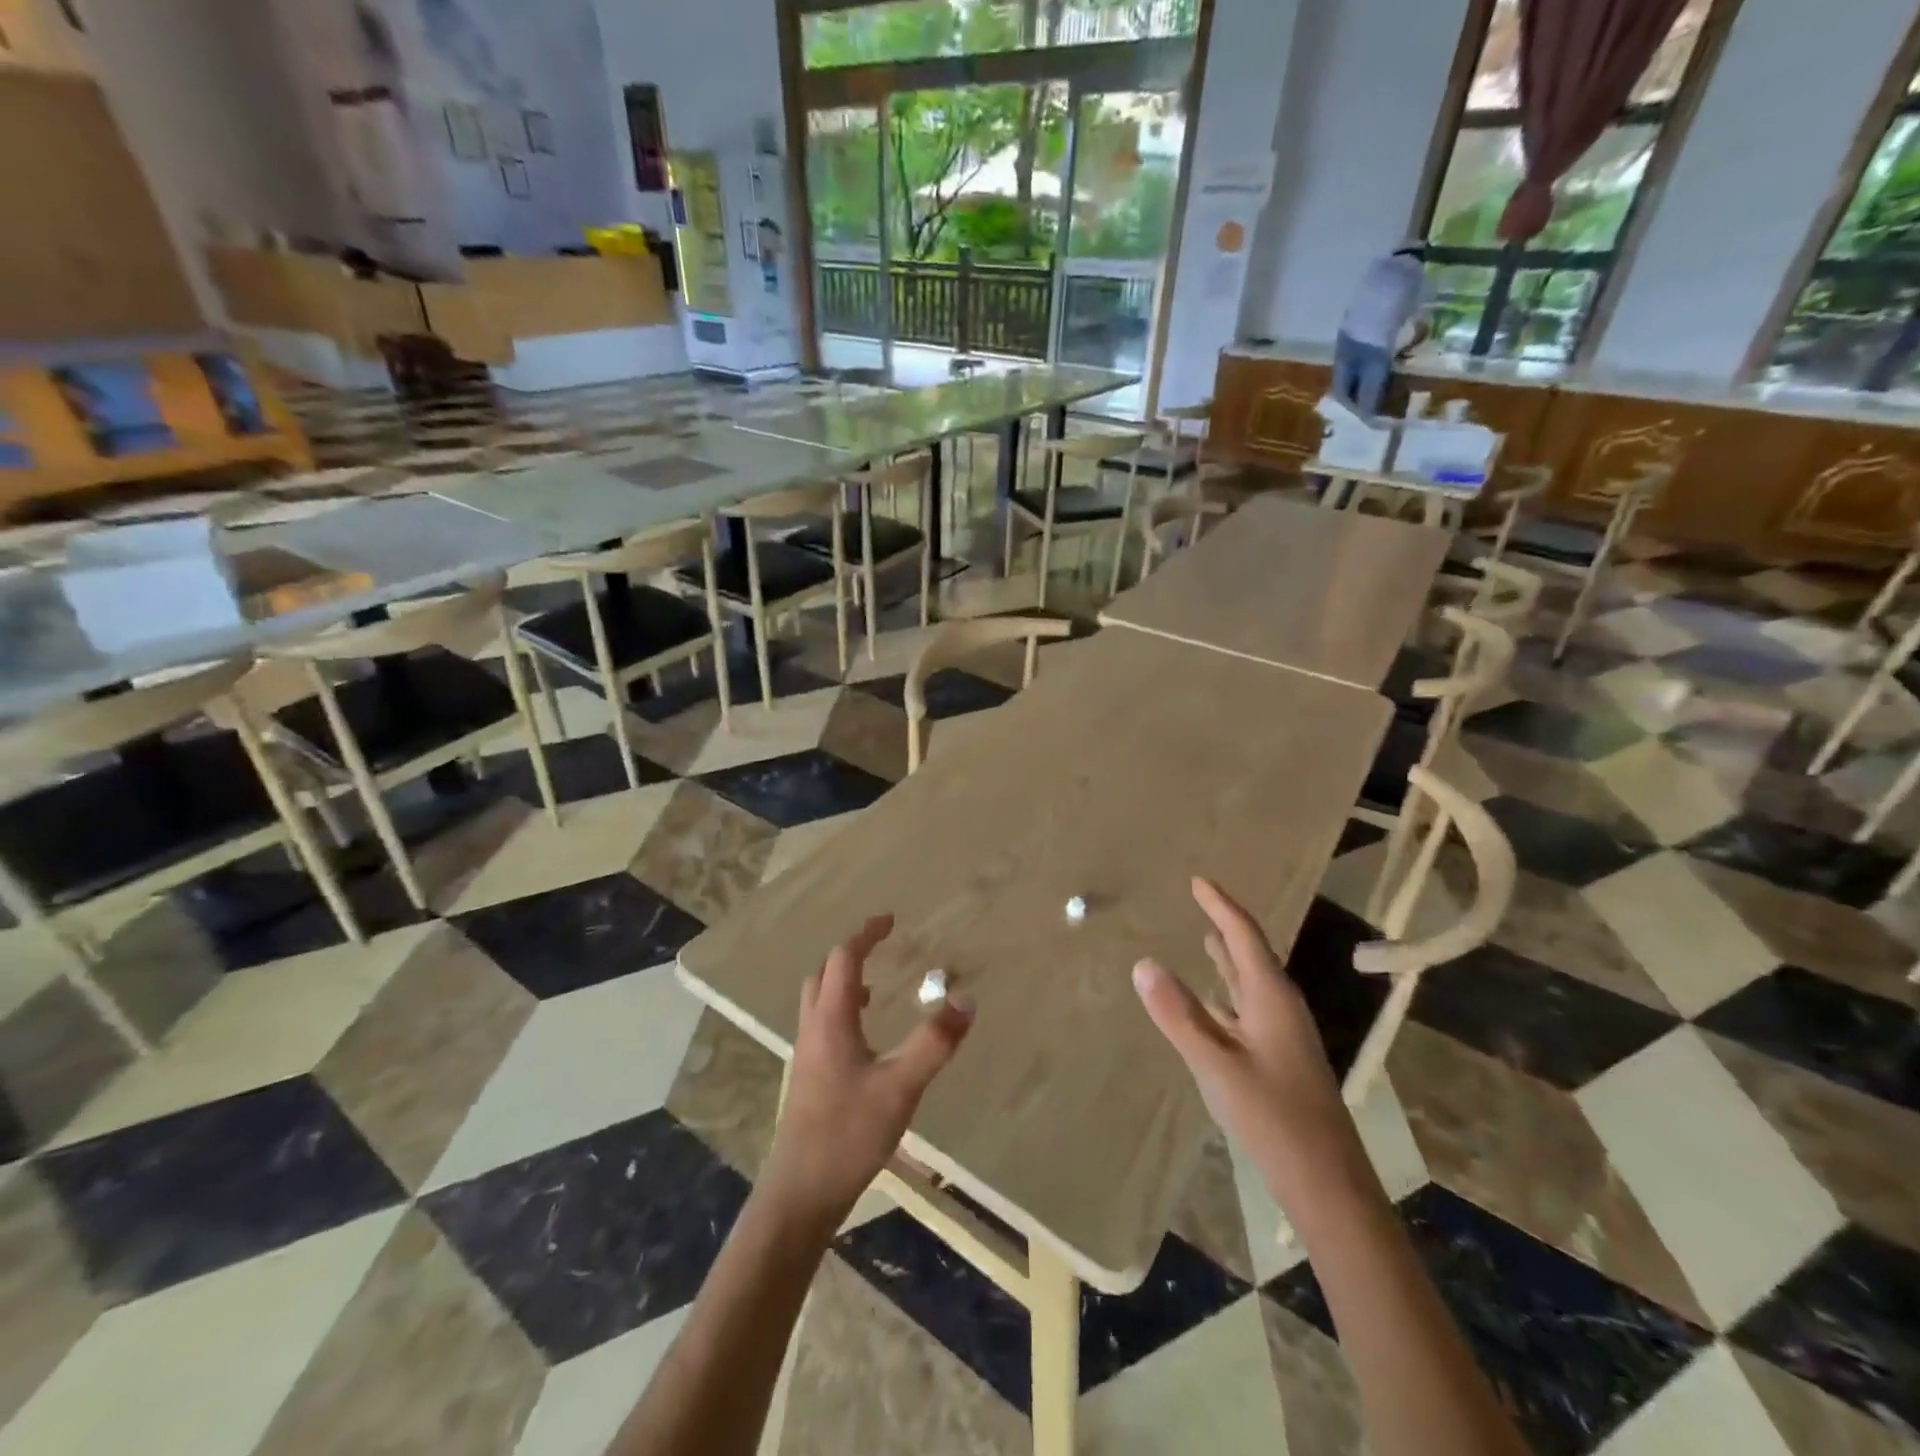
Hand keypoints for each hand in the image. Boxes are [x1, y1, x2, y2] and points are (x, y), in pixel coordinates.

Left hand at [760, 915, 974, 1229]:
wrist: (800, 1192)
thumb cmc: (849, 1134)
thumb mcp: (901, 1087)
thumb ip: (934, 1043)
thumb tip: (966, 1000)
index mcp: (832, 1020)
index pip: (844, 959)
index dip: (866, 935)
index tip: (889, 920)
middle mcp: (813, 1029)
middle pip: (824, 973)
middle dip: (851, 952)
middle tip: (881, 946)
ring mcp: (806, 1053)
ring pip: (819, 1000)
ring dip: (843, 981)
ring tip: (875, 987)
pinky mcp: (808, 1076)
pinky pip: (822, 1024)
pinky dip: (841, 1009)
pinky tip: (865, 1038)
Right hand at [1132, 878, 1364, 1203]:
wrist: (1326, 1182)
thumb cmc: (1273, 1117)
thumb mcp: (1216, 1064)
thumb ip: (1179, 1015)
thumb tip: (1143, 963)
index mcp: (1271, 998)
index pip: (1244, 936)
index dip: (1220, 906)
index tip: (1198, 881)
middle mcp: (1280, 1007)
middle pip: (1251, 953)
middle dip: (1225, 925)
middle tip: (1201, 901)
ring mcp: (1282, 1034)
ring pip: (1251, 982)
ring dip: (1229, 958)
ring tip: (1206, 939)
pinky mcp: (1279, 1058)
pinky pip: (1248, 1008)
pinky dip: (1227, 993)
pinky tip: (1214, 1003)